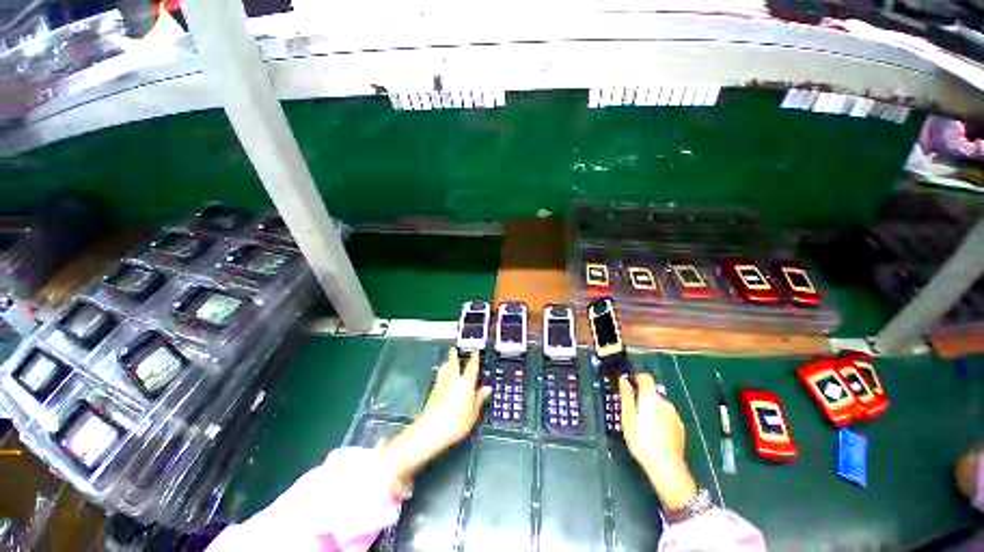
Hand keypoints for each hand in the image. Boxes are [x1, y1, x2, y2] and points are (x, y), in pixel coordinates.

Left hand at [382, 349, 491, 488]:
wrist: (431, 431)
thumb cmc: (456, 423)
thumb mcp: (473, 413)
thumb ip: (480, 398)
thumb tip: (487, 388)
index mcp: (465, 383)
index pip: (471, 367)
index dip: (474, 359)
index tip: (475, 352)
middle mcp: (453, 380)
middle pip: (454, 364)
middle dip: (454, 356)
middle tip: (454, 349)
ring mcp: (441, 385)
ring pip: (444, 369)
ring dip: (446, 363)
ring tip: (447, 360)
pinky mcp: (433, 392)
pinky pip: (439, 377)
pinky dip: (441, 373)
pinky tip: (442, 376)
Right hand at [619, 373, 697, 509]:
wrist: (666, 466)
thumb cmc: (642, 440)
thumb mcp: (627, 418)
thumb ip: (626, 397)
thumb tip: (623, 380)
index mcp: (651, 398)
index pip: (646, 378)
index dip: (637, 378)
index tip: (629, 386)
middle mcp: (665, 402)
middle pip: (652, 392)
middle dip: (642, 397)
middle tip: (631, 411)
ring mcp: (674, 415)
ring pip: (659, 405)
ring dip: (651, 409)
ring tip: (642, 424)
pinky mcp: (680, 427)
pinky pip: (666, 415)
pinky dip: (659, 418)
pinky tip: (654, 433)